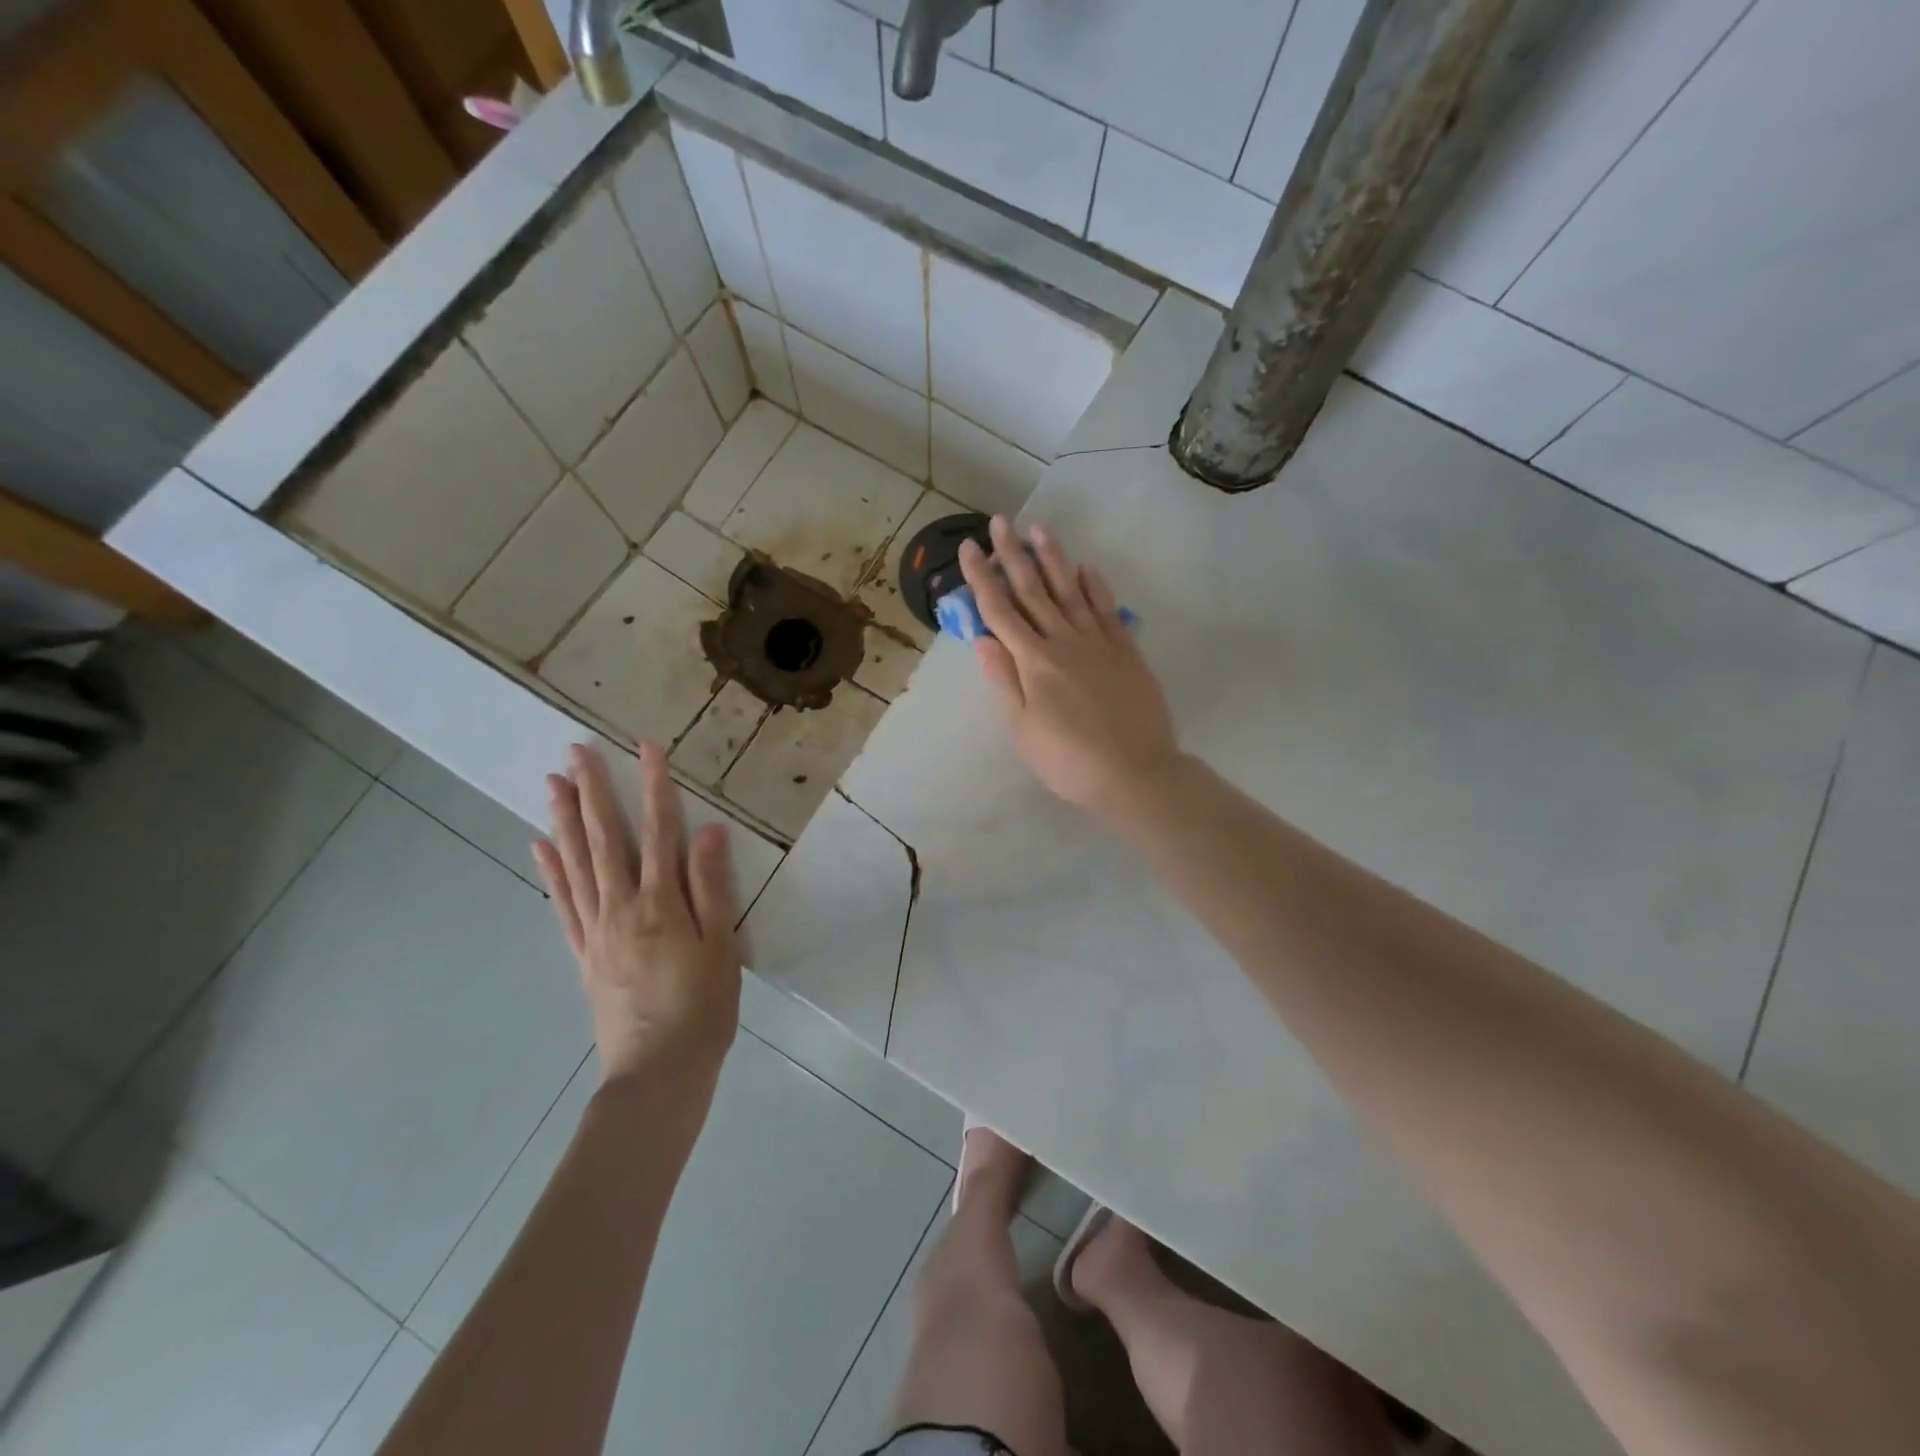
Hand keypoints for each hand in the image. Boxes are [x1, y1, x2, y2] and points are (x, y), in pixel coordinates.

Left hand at [533, 742, 740, 1093]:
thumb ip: (712, 887)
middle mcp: (621, 907)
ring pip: (577, 864)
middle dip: (592, 791)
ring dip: (565, 820)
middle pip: (605, 839)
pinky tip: (541, 848)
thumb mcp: (722, 946)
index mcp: (661, 903)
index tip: (646, 746)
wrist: (657, 1073)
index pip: (658, 830)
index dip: (654, 785)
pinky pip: (563, 904)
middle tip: (575, 751)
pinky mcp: (583, 955)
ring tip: (551, 784)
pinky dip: (551, 872)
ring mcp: (596, 931)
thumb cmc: (703, 1008)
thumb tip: (707, 831)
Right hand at [960, 515, 1180, 824]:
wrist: (1135, 772)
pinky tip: (1086, 567)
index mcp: (1033, 661)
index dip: (981, 577)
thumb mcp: (1023, 730)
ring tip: (1039, 528)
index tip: (969, 547)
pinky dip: (1095, 585)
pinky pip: (1107, 608)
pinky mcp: (1125, 650)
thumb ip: (1003, 681)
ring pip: (1070, 590)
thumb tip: (981, 639)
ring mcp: (1098, 642)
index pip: (999, 610)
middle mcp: (1063, 641)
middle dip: (1013, 554)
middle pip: (1033, 590)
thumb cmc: (1069, 760)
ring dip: (1053, 557)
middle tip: (1001, 521)